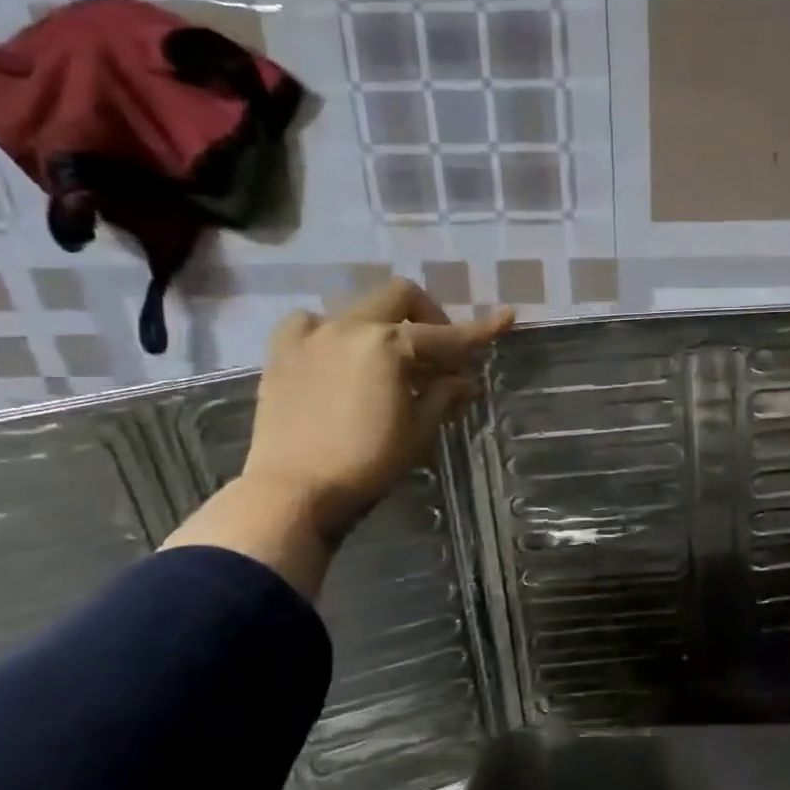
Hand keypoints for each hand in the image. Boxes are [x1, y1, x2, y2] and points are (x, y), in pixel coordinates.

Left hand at [240, 279, 512, 536]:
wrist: (292, 492)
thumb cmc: (366, 464)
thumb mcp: (418, 431)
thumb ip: (444, 396)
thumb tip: (465, 380)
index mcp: (389, 345)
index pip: (447, 335)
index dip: (481, 330)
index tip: (507, 317)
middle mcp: (350, 326)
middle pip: (401, 297)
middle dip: (429, 318)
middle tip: (440, 354)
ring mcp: (312, 335)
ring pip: (359, 307)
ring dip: (384, 326)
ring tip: (389, 362)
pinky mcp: (282, 352)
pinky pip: (313, 323)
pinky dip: (334, 332)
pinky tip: (338, 355)